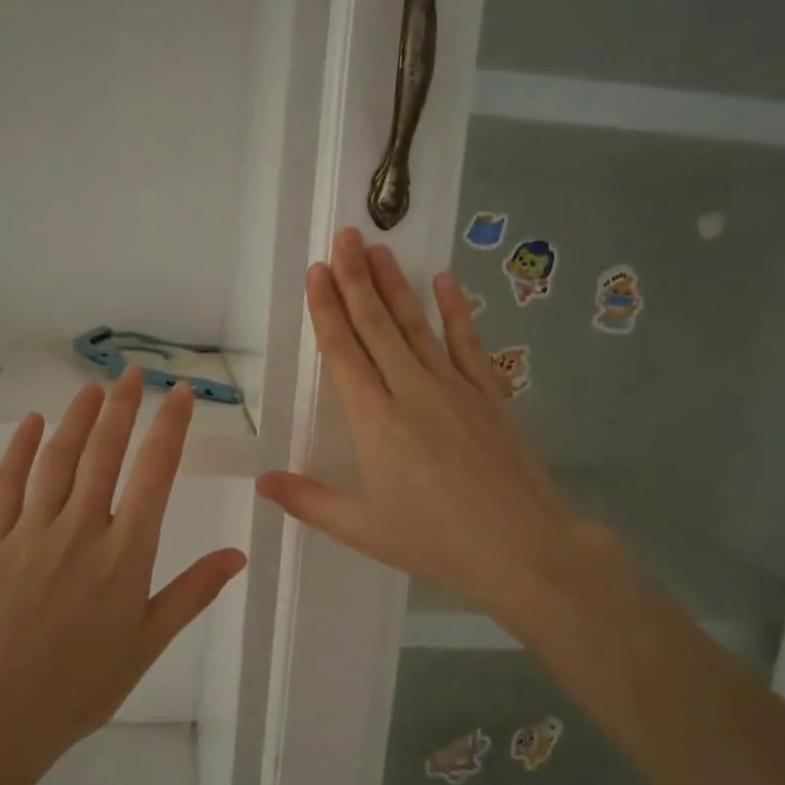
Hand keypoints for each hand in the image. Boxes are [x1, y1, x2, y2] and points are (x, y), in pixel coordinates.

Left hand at [0, 369, 245, 784]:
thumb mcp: (148, 641)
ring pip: (59, 459)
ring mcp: (32, 531)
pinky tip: (32, 422)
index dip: (170, 427)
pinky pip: (6, 484)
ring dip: (78, 417)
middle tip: (134, 374)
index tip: (180, 394)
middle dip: (123, 406)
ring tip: (93, 387)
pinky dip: (20, 448)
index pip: (155, 473)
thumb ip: (193, 592)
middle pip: (105, 452)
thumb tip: (238, 554)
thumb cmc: (83, 683)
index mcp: (126, 553)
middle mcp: (81, 529)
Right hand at [258, 228, 609, 628]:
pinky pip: (469, 343)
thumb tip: (261, 482)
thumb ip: (309, 500)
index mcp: (374, 421)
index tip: (317, 271)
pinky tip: (445, 282)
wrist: (523, 548)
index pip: (343, 352)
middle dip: (356, 279)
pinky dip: (456, 311)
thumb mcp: (363, 529)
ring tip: (379, 249)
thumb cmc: (436, 541)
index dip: (327, 309)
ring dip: (396, 285)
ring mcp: (455, 388)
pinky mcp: (490, 394)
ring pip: (418, 325)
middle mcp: (411, 391)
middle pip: (377, 325)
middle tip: (345, 237)